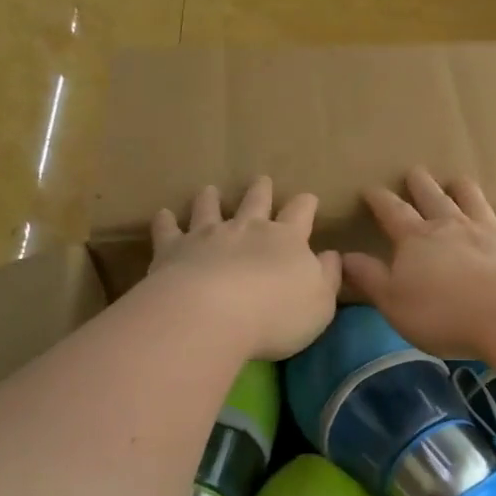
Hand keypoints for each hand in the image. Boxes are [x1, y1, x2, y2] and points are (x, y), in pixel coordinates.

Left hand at [148, 177, 342, 359]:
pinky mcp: (173, 250)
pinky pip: (168, 230)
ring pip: (209, 208)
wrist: (212, 315)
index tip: (308, 199)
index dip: (306, 204)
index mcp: (287, 240)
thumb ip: (328, 277)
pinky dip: (165, 221)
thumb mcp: (320, 303)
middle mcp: (247, 229)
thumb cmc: (277, 315)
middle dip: (261, 190)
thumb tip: (332, 256)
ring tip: (209, 190)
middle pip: (255, 201)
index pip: (301, 213)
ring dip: (210, 199)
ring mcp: (207, 236)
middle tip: (261, 180)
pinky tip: (163, 215)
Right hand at [342, 168, 495, 358]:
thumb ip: (370, 278)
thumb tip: (344, 257)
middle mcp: (452, 227)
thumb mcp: (393, 302)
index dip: (380, 200)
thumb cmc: (442, 313)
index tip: (370, 188)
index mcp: (417, 239)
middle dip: (421, 185)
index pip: (392, 212)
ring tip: (459, 181)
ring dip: (465, 191)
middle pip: (433, 198)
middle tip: (415, 171)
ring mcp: (489, 234)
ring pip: (475, 203)